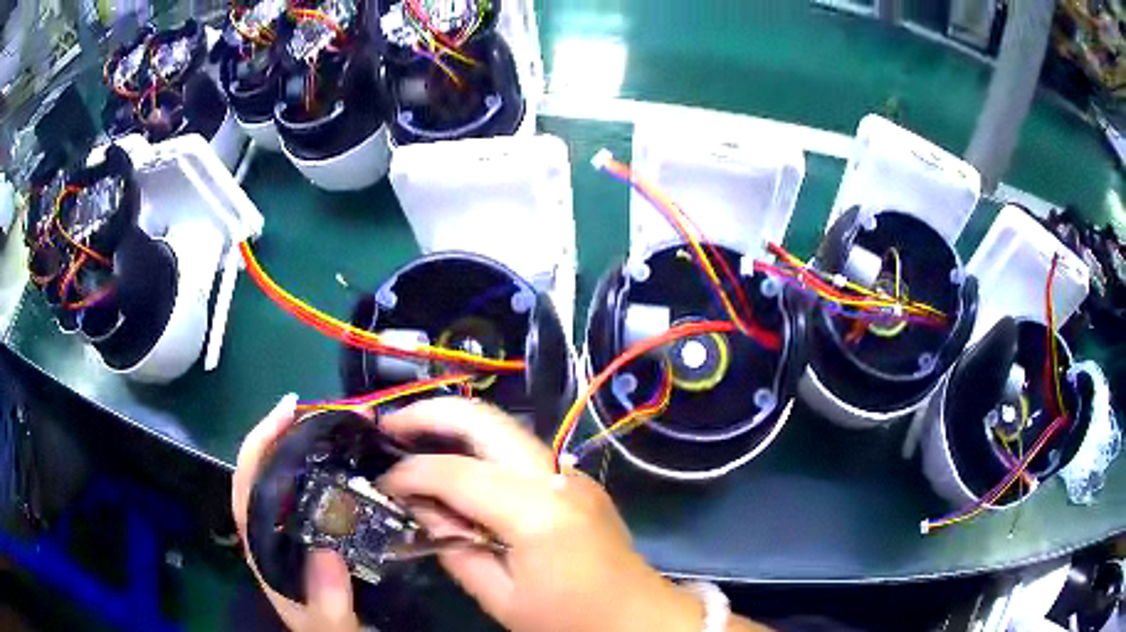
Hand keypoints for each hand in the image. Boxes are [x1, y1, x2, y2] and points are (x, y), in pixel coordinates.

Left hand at [232, 395, 360, 631]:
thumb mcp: (331, 626)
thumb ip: (325, 600)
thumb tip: (325, 549)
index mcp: (266, 550)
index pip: (247, 488)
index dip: (259, 445)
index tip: (287, 411)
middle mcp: (275, 534)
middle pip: (267, 476)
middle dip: (286, 437)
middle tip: (323, 411)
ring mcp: (297, 534)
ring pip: (292, 484)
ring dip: (309, 452)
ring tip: (340, 429)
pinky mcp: (319, 538)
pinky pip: (319, 498)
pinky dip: (330, 475)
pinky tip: (354, 467)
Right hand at [378, 398, 722, 631]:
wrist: (637, 618)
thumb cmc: (571, 620)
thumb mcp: (502, 599)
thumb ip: (455, 550)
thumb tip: (423, 512)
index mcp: (537, 513)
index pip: (457, 473)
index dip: (410, 474)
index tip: (381, 484)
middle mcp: (555, 477)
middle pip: (485, 420)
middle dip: (430, 413)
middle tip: (388, 424)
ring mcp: (570, 473)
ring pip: (502, 427)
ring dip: (454, 425)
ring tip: (412, 437)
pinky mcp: (574, 480)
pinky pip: (518, 451)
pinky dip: (479, 448)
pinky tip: (457, 467)